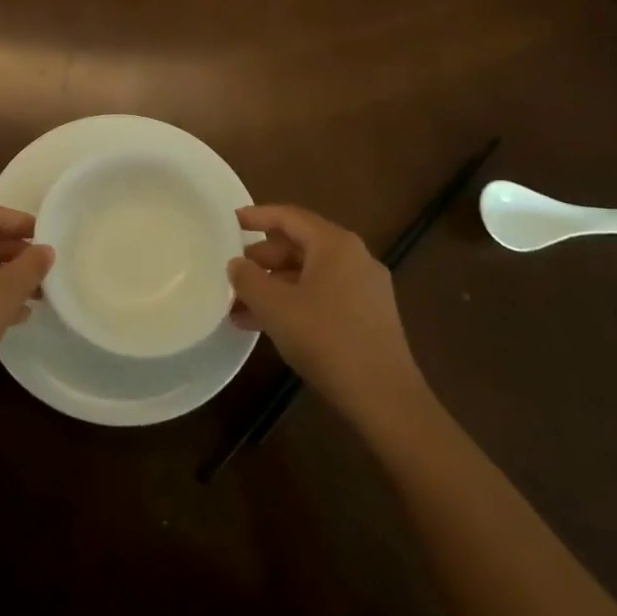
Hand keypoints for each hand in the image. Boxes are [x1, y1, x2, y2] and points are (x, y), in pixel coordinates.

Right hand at [228, 205, 432, 429]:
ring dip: (274, 286)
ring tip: (240, 308)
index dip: (257, 216)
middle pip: (300, 245)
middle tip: (233, 274)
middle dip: (263, 260)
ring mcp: (365, 288)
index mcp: (335, 244)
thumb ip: (248, 279)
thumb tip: (236, 265)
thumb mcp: (275, 307)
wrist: (385, 399)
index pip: (290, 217)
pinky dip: (294, 302)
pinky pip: (323, 295)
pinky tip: (268, 327)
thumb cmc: (326, 340)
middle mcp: (354, 257)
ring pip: (309, 275)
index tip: (230, 221)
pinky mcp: (369, 316)